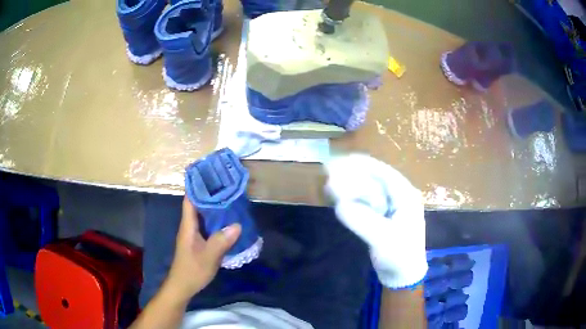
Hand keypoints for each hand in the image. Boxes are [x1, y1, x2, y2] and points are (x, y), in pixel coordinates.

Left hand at [165, 197, 241, 302]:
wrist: (183, 286)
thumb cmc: (192, 270)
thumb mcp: (208, 257)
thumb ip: (221, 241)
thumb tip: (237, 225)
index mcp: (188, 226)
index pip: (190, 200)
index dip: (198, 187)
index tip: (211, 176)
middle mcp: (190, 227)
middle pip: (198, 205)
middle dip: (210, 195)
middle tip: (228, 187)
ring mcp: (194, 235)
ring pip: (204, 216)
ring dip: (215, 208)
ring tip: (231, 200)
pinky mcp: (199, 242)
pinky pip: (208, 226)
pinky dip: (217, 221)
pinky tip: (229, 223)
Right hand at [325, 154, 427, 288]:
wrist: (403, 276)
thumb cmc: (400, 256)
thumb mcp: (383, 239)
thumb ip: (363, 221)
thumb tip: (340, 205)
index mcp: (405, 196)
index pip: (383, 172)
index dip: (361, 164)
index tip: (339, 160)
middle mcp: (399, 196)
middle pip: (374, 177)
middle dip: (353, 174)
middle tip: (330, 173)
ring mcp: (391, 206)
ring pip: (369, 188)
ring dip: (351, 185)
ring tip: (331, 185)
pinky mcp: (382, 217)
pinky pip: (366, 201)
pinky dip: (353, 198)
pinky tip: (340, 199)